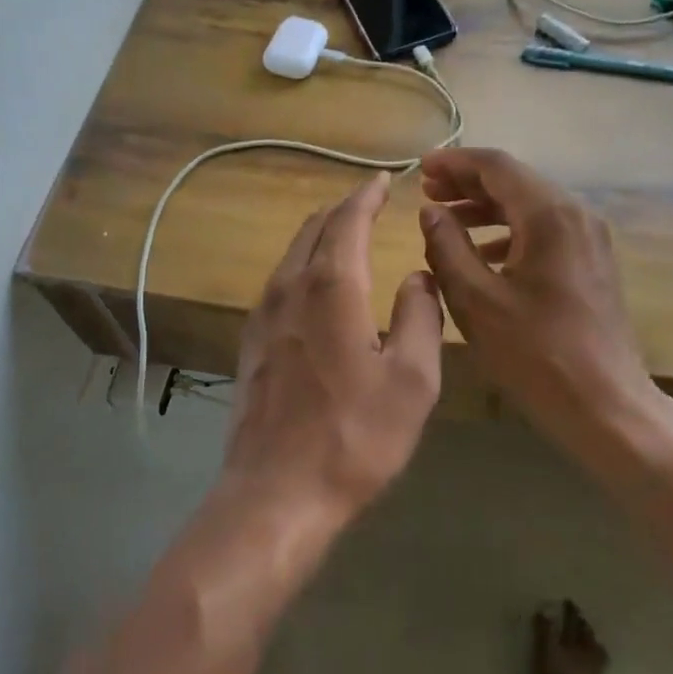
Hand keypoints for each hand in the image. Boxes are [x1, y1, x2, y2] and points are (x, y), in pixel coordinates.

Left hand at [223, 172, 443, 519]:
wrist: (275, 494)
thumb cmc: (354, 437)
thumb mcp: (412, 380)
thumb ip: (421, 316)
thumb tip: (418, 277)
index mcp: (332, 287)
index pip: (348, 220)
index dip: (367, 196)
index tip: (383, 179)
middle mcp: (291, 287)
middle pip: (315, 228)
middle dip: (343, 209)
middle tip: (369, 201)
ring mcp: (264, 313)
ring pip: (293, 253)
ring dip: (321, 233)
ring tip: (345, 232)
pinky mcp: (251, 340)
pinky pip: (280, 280)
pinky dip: (304, 262)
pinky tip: (316, 282)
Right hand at [417, 148, 653, 457]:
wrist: (607, 407)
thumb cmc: (536, 355)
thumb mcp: (476, 300)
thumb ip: (446, 247)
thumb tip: (430, 211)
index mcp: (549, 215)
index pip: (496, 165)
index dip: (454, 162)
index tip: (420, 169)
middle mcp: (575, 214)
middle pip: (514, 180)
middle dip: (468, 183)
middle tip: (427, 192)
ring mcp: (588, 237)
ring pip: (529, 204)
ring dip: (486, 207)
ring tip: (445, 219)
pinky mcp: (591, 260)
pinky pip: (543, 229)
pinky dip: (508, 231)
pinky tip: (481, 253)